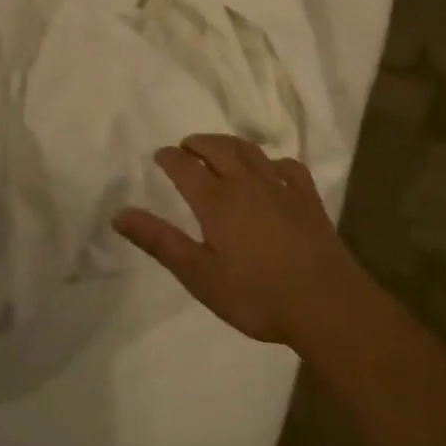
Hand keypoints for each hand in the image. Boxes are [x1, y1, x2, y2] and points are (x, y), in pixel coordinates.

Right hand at [112, 134, 364, 349]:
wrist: (325, 302)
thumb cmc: (256, 295)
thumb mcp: (200, 275)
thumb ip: (160, 241)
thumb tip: (120, 214)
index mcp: (216, 200)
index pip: (185, 167)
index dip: (169, 158)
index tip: (159, 155)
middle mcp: (246, 182)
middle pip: (218, 148)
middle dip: (198, 143)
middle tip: (186, 146)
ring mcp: (280, 186)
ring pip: (250, 151)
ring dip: (229, 144)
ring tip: (219, 148)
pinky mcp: (307, 197)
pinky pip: (287, 166)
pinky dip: (272, 161)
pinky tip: (272, 170)